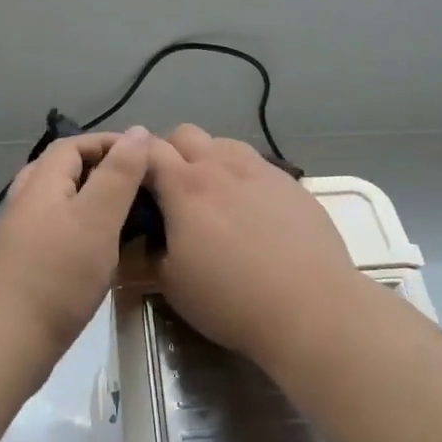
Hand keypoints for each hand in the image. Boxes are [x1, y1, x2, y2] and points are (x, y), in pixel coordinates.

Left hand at [0, 128, 151, 358]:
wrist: (11, 339)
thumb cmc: (59, 275)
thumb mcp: (97, 218)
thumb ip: (118, 174)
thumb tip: (137, 131)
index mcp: (41, 183)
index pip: (73, 145)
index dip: (108, 143)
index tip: (144, 156)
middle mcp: (25, 202)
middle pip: (61, 169)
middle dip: (99, 168)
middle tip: (135, 183)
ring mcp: (21, 234)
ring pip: (58, 200)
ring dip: (90, 197)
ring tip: (123, 213)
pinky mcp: (25, 263)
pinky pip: (57, 228)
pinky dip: (82, 225)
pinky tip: (100, 248)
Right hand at [145, 124, 364, 370]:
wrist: (310, 307)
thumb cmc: (231, 299)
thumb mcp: (172, 283)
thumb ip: (154, 248)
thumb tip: (155, 233)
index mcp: (185, 187)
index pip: (148, 150)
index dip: (133, 160)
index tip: (131, 182)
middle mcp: (222, 166)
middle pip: (185, 134)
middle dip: (169, 152)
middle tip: (169, 189)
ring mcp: (261, 170)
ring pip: (223, 143)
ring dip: (208, 158)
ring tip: (212, 196)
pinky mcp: (291, 183)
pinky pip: (256, 164)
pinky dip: (241, 176)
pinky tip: (250, 210)